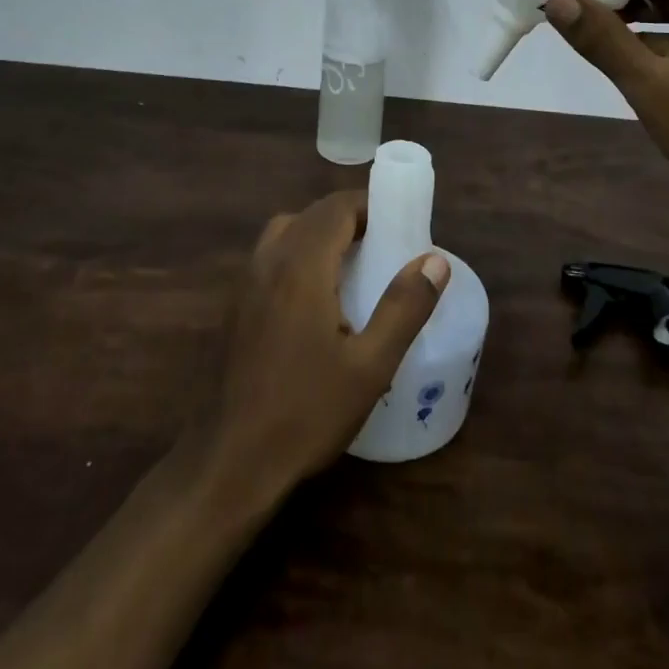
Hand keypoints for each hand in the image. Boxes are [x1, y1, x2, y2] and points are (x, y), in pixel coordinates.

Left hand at [204, 191, 447, 504]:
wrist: (232, 462)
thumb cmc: (307, 412)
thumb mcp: (371, 365)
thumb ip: (404, 307)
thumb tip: (436, 260)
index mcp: (301, 265)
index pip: (336, 207)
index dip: (369, 206)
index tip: (399, 225)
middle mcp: (269, 261)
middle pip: (312, 214)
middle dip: (350, 219)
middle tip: (384, 247)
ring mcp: (246, 282)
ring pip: (287, 231)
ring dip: (321, 233)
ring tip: (353, 266)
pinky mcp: (237, 305)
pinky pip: (271, 255)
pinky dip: (299, 253)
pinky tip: (317, 298)